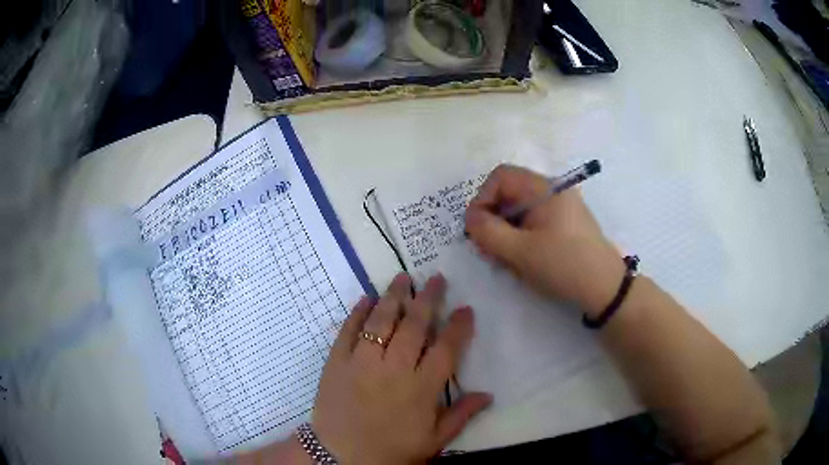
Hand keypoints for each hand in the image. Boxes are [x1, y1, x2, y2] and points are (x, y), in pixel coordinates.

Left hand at [311, 273, 491, 464]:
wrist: (340, 457)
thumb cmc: (391, 451)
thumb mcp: (433, 440)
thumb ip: (461, 415)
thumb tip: (488, 395)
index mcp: (422, 388)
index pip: (446, 349)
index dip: (458, 327)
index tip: (465, 308)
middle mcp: (394, 369)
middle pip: (415, 326)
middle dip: (428, 299)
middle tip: (436, 279)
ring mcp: (362, 362)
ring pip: (381, 321)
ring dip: (393, 297)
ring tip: (402, 278)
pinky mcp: (337, 362)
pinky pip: (348, 331)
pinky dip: (357, 313)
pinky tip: (365, 299)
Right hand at [465, 164, 623, 316]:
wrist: (605, 289)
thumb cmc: (563, 265)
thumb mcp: (520, 251)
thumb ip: (488, 231)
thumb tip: (470, 218)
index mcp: (545, 188)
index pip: (501, 177)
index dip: (482, 198)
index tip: (476, 228)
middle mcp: (553, 191)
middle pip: (510, 194)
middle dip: (493, 220)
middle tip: (487, 249)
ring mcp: (560, 208)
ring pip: (519, 211)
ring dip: (505, 232)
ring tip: (504, 260)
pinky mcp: (564, 225)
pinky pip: (533, 223)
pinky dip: (521, 238)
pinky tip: (521, 260)